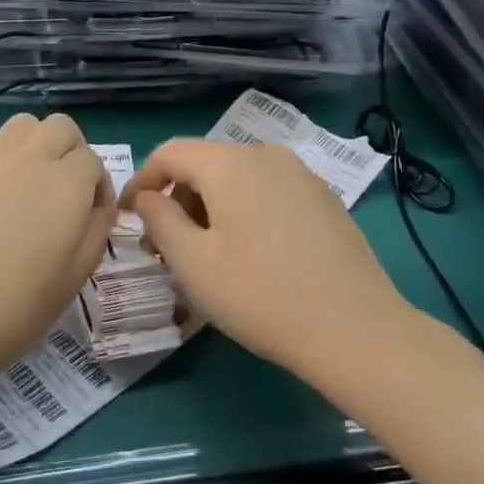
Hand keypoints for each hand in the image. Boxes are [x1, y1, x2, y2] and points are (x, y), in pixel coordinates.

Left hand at [0, 114, 115, 381]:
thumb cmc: (15, 308)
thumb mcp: (75, 277)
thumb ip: (96, 231)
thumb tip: (97, 206)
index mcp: (67, 184)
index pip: (93, 160)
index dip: (96, 186)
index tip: (89, 216)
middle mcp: (30, 158)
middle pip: (60, 127)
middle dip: (70, 151)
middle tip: (63, 190)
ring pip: (21, 126)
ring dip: (33, 146)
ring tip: (26, 184)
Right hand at [122, 140, 402, 370]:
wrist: (355, 329)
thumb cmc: (260, 294)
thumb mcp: (192, 262)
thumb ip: (159, 219)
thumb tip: (147, 197)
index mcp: (229, 163)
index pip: (169, 154)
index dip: (142, 181)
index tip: (128, 216)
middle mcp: (265, 154)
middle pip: (205, 163)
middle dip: (177, 197)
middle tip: (166, 245)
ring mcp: (300, 174)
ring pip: (237, 177)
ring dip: (210, 205)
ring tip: (206, 252)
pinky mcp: (323, 198)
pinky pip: (267, 190)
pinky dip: (244, 209)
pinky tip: (251, 252)